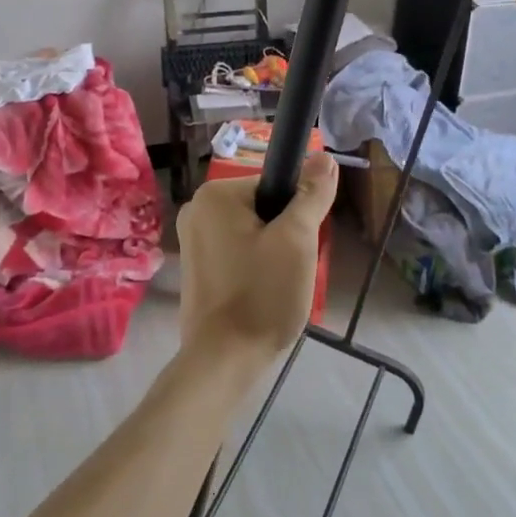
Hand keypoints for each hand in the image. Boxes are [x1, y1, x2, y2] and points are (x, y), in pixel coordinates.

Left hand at [177, 155, 337, 368]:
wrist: (224, 359)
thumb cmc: (262, 294)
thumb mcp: (297, 240)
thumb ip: (311, 195)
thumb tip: (323, 157)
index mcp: (214, 195)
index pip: (275, 185)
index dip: (297, 213)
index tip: (301, 245)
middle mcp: (196, 209)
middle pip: (263, 208)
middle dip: (285, 235)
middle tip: (292, 268)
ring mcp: (192, 240)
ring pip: (254, 232)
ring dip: (274, 253)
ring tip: (279, 285)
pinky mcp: (196, 268)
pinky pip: (238, 253)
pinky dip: (256, 267)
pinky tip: (262, 293)